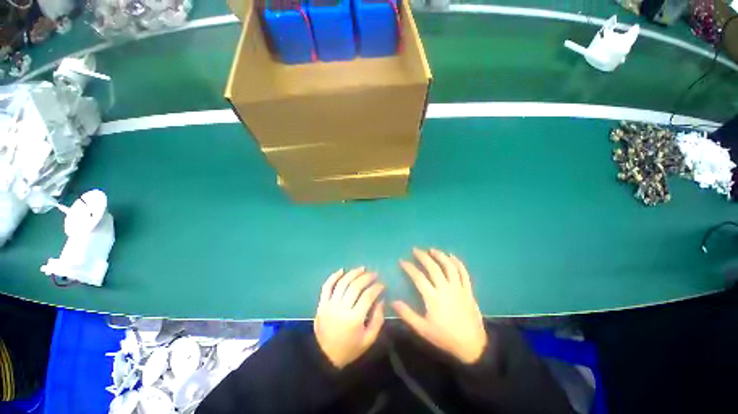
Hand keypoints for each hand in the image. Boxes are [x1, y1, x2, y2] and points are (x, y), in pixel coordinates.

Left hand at [314, 267, 384, 368]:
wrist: (324, 357)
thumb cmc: (349, 349)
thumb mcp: (368, 340)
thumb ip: (378, 320)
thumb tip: (381, 300)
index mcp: (354, 319)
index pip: (368, 296)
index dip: (376, 287)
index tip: (382, 284)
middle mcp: (341, 308)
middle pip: (355, 286)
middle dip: (367, 277)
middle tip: (374, 274)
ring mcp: (330, 304)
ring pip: (342, 282)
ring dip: (353, 273)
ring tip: (362, 269)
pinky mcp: (322, 304)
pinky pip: (327, 286)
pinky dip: (334, 276)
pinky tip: (342, 270)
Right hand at [392, 248, 487, 363]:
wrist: (472, 346)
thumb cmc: (445, 337)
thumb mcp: (423, 329)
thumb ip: (407, 314)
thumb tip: (393, 301)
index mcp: (433, 298)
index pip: (418, 277)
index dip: (409, 267)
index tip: (402, 261)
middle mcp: (445, 289)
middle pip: (433, 267)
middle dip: (423, 256)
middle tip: (415, 249)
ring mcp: (458, 288)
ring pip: (449, 267)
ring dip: (440, 256)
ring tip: (432, 249)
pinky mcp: (468, 290)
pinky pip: (463, 273)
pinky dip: (457, 263)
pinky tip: (452, 256)